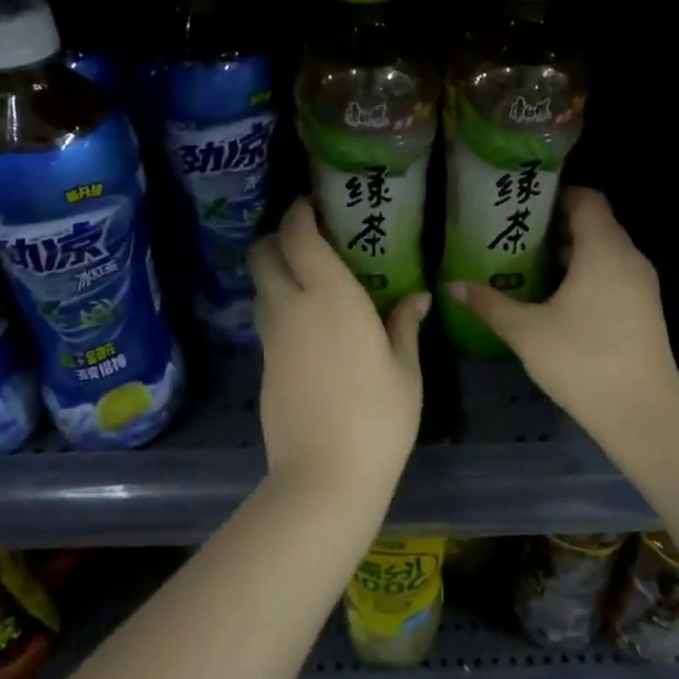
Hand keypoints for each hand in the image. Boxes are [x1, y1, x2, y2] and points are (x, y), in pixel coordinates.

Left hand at [249, 199, 430, 508]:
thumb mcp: (405, 370)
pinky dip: (278, 306)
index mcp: (331, 297)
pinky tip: (306, 324)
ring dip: (275, 272)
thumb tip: (418, 297)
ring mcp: (272, 338)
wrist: (325, 474)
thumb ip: (406, 325)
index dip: (298, 213)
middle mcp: (292, 307)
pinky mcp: (264, 365)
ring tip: (307, 279)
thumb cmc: (379, 416)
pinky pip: (266, 319)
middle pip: (263, 255)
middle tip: (305, 239)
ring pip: (260, 287)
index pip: (299, 236)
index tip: (310, 204)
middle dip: (276, 237)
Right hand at [448, 188, 678, 438]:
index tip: (523, 205)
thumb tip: (452, 285)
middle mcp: (628, 257)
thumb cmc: (582, 360)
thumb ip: (489, 303)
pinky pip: (613, 272)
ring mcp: (642, 284)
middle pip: (595, 222)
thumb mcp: (526, 331)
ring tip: (528, 262)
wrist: (642, 413)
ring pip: (604, 249)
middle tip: (515, 234)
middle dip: (556, 224)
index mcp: (604, 250)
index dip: (556, 195)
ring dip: (570, 250)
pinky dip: (587, 271)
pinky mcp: (644, 307)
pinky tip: (555, 295)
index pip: (587, 198)